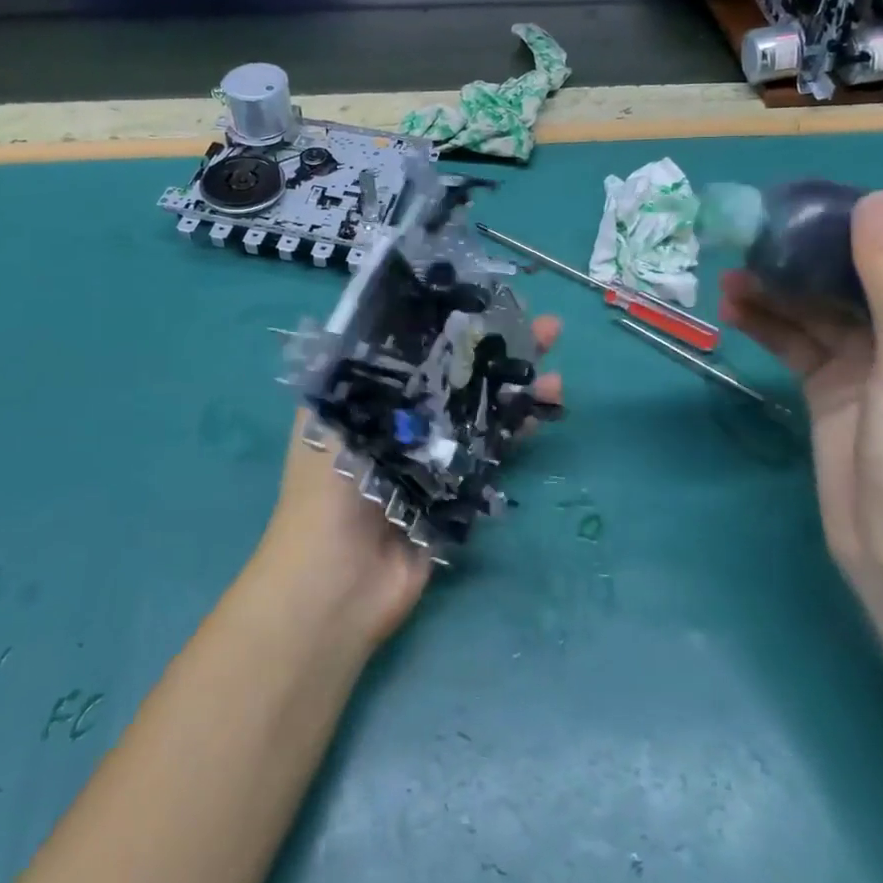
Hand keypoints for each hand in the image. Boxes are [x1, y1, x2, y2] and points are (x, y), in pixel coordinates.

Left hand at [253, 315, 563, 649]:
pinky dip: (516, 428)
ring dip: (515, 387)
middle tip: (544, 328)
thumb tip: (387, 314)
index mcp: (365, 397)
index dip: (450, 322)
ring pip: (479, 409)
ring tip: (554, 367)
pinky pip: (490, 450)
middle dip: (496, 350)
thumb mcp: (331, 414)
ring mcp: (431, 456)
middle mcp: (399, 421)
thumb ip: (362, 370)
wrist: (339, 580)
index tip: (488, 301)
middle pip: (455, 374)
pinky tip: (545, 407)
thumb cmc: (329, 486)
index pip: (414, 347)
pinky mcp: (455, 491)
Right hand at [719, 192, 882, 622]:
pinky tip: (732, 309)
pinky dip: (766, 325)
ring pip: (819, 310)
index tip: (817, 199)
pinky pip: (795, 343)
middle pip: (857, 277)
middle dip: (808, 255)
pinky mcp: (830, 390)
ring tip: (731, 269)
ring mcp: (869, 364)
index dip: (873, 222)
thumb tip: (876, 199)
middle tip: (754, 232)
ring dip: (779, 290)